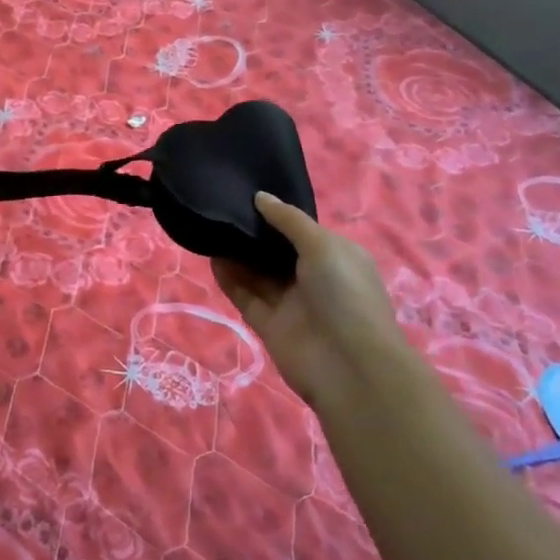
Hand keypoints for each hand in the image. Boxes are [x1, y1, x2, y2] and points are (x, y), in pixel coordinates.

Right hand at [213, 192, 403, 404]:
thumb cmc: (344, 294)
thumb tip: (260, 197)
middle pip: (276, 251)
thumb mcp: (323, 246)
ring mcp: (289, 302)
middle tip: (222, 208)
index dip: (277, 214)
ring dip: (237, 254)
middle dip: (253, 233)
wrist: (348, 366)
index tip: (247, 193)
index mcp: (335, 257)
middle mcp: (313, 278)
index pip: (302, 230)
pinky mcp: (268, 324)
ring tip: (211, 227)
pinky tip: (211, 257)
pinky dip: (229, 279)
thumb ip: (289, 220)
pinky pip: (245, 295)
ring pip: (257, 273)